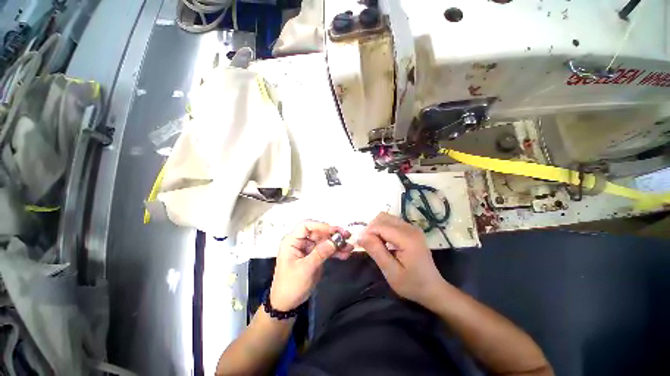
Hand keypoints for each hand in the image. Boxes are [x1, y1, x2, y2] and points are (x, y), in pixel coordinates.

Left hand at [270, 221, 353, 310]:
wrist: (288, 304)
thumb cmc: (291, 285)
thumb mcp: (305, 269)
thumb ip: (320, 253)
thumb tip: (334, 241)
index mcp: (292, 241)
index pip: (306, 226)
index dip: (320, 226)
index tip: (334, 231)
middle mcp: (301, 242)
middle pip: (318, 232)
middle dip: (333, 234)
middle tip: (347, 236)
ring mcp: (309, 249)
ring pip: (324, 241)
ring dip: (337, 243)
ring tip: (350, 247)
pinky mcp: (315, 256)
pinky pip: (326, 250)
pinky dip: (336, 251)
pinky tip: (346, 254)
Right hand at [358, 213, 446, 306]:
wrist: (433, 288)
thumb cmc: (412, 284)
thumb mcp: (391, 272)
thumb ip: (376, 251)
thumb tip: (360, 236)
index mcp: (407, 238)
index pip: (381, 226)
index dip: (368, 232)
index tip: (361, 244)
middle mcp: (410, 228)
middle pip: (383, 217)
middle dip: (371, 228)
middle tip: (368, 245)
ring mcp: (412, 227)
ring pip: (386, 218)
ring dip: (377, 227)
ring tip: (375, 243)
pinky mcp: (411, 230)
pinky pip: (392, 222)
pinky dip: (383, 228)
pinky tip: (383, 242)